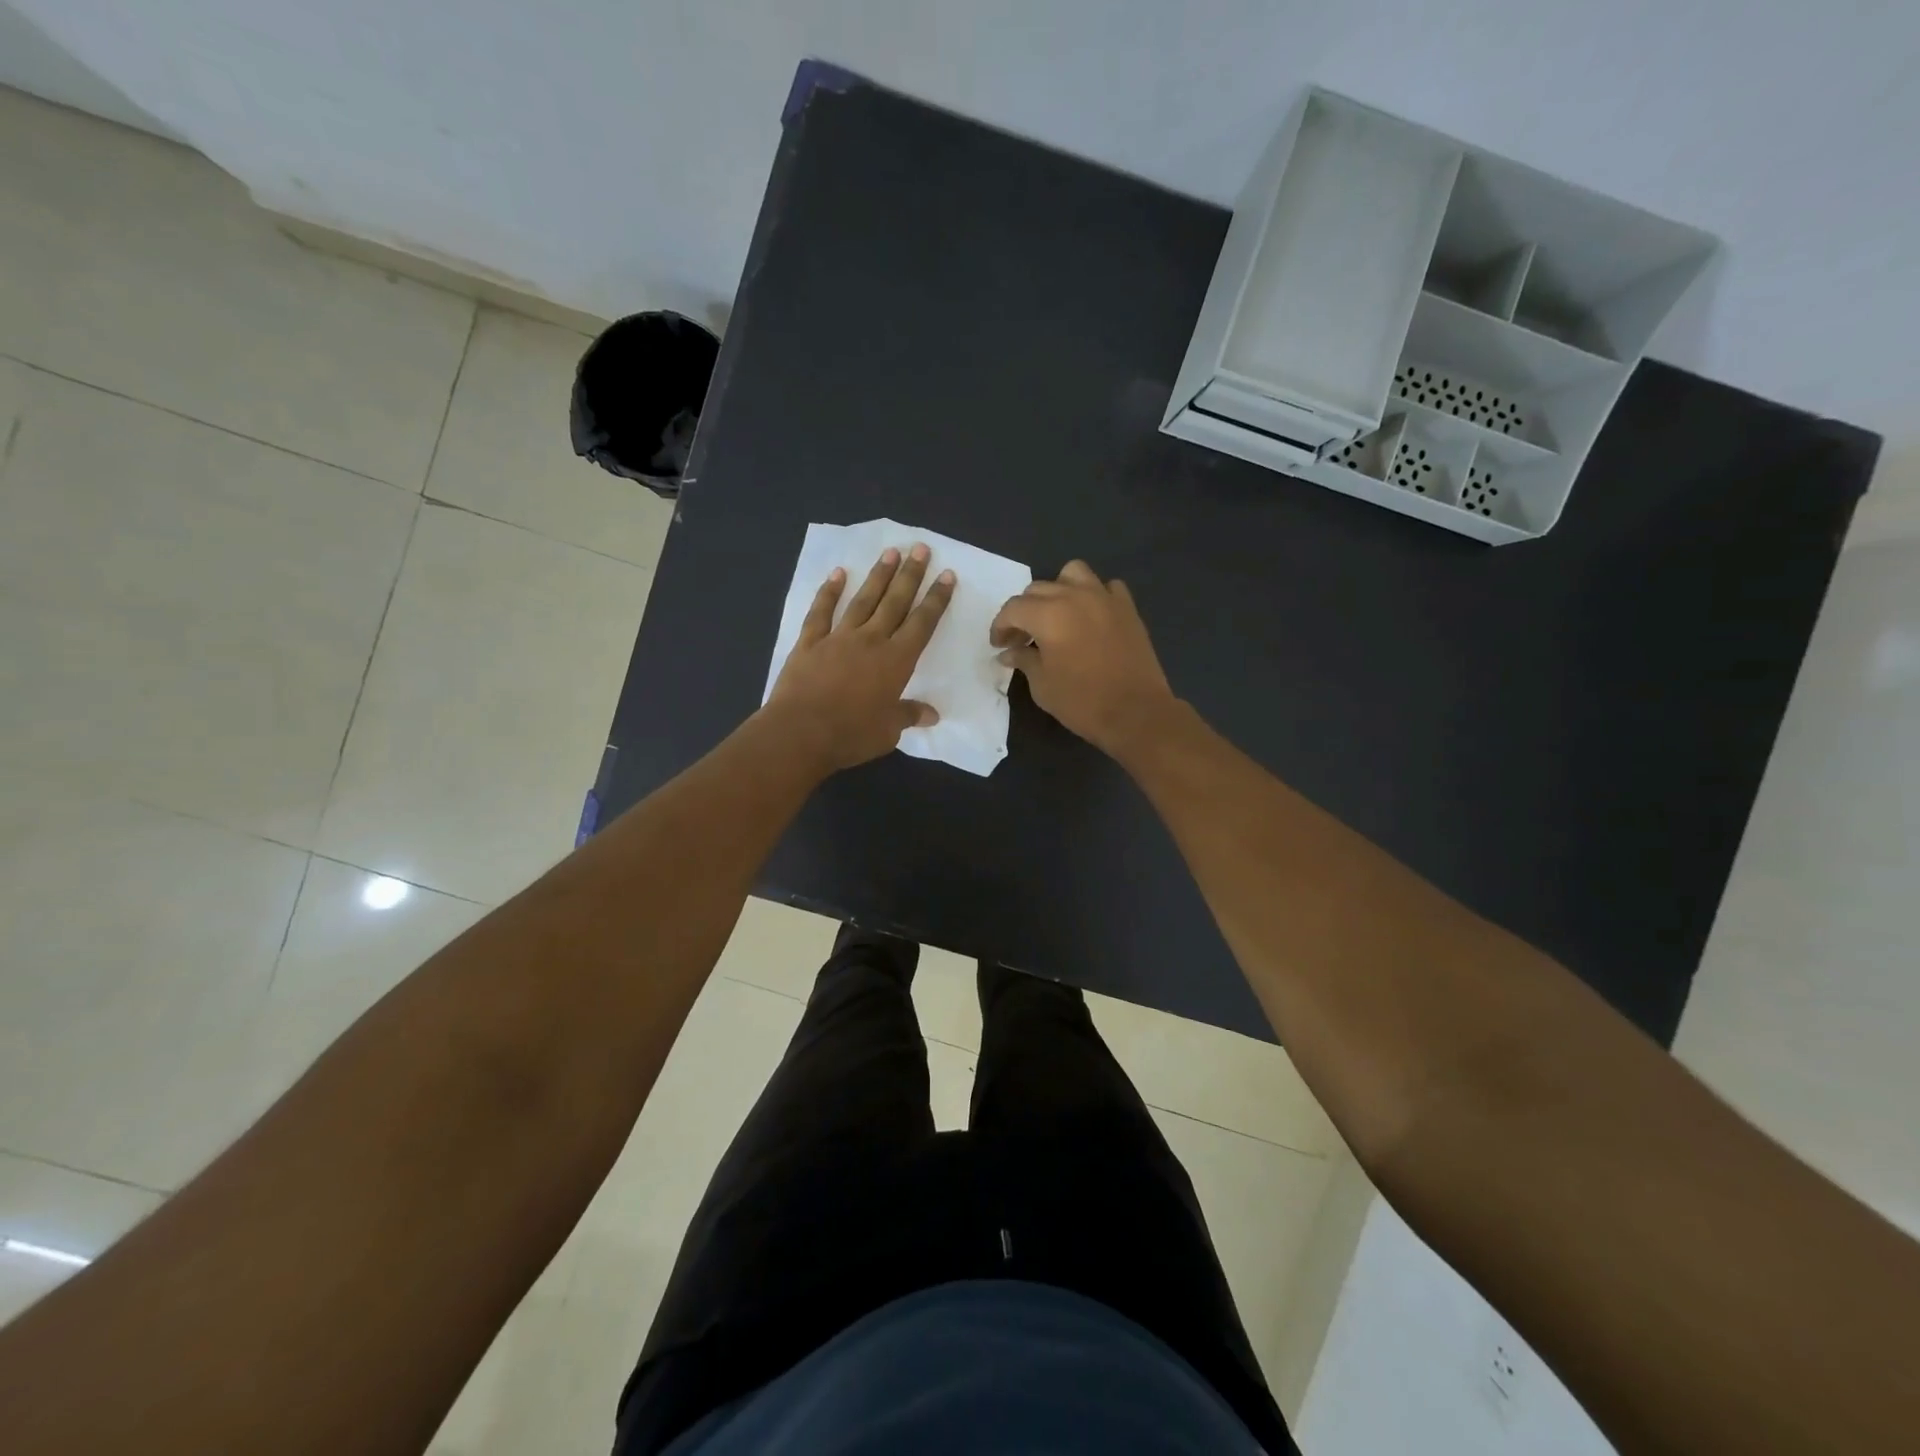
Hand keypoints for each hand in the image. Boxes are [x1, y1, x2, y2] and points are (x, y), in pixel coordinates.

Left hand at [768, 544, 954, 772]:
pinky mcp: (809, 643)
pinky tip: (838, 574)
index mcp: (896, 661)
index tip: (946, 576)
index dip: (936, 599)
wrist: (800, 732)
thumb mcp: (888, 731)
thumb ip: (909, 715)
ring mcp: (838, 637)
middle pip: (895, 602)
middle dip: (910, 575)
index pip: (922, 624)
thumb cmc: (851, 734)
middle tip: (920, 548)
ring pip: (863, 600)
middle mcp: (871, 640)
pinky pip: (821, 612)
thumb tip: (932, 715)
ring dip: (878, 576)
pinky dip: (829, 592)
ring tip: (890, 553)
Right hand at [991, 560, 1175, 757]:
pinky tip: (1090, 617)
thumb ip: (1023, 660)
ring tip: (1056, 615)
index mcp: (1048, 615)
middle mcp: (1074, 596)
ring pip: (1072, 573)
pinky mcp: (1127, 608)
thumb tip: (1008, 652)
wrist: (1136, 713)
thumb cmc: (1082, 702)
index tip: (999, 645)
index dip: (1000, 626)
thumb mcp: (1042, 685)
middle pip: (1038, 589)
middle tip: (1022, 638)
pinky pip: (1106, 587)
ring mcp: (1104, 598)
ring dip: (1058, 590)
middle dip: (1024, 611)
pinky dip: (1093, 595)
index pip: (1013, 608)